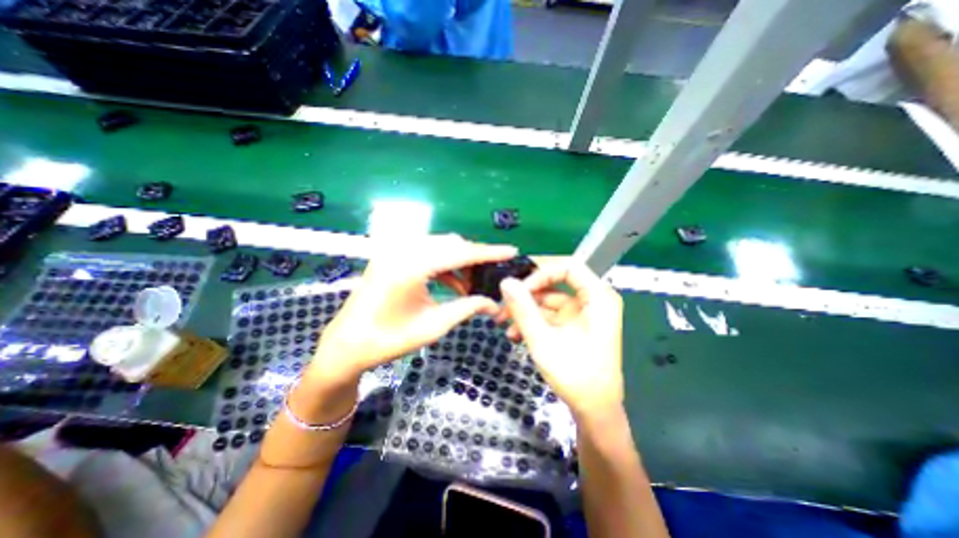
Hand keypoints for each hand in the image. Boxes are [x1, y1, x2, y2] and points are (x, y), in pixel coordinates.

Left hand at [308, 234, 516, 384]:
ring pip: (440, 246)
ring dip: (458, 262)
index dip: (488, 252)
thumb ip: (466, 308)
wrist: (346, 345)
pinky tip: (451, 283)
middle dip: (474, 258)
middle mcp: (403, 250)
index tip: (511, 251)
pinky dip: (443, 264)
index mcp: (412, 266)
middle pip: (451, 244)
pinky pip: (426, 252)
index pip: (460, 252)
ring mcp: (394, 250)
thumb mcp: (433, 326)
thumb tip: (494, 303)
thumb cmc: (388, 340)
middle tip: (490, 276)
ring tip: (470, 285)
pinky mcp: (392, 256)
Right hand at [499, 259, 626, 418]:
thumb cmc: (575, 376)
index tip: (519, 287)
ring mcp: (581, 313)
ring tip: (502, 322)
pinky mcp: (572, 325)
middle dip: (526, 293)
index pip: (568, 267)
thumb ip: (523, 309)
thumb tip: (505, 281)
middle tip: (503, 302)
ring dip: (524, 310)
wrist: (593, 411)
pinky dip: (531, 321)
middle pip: (554, 282)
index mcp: (598, 297)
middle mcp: (592, 300)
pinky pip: (548, 314)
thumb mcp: (543, 340)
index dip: (541, 272)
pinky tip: (514, 334)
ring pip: (547, 300)